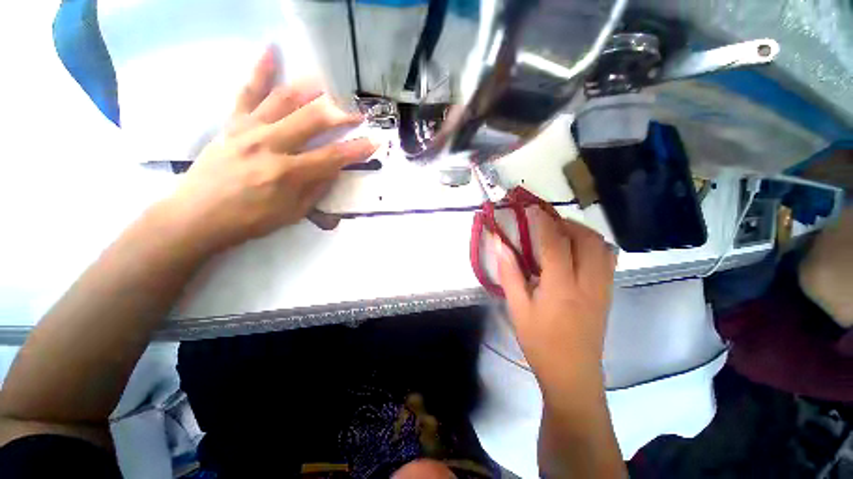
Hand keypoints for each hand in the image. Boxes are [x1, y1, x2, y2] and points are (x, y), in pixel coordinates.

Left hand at [160, 46, 377, 252]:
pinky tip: (271, 49)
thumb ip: (317, 189)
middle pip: (312, 120)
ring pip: (285, 100)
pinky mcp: (232, 123)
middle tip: (358, 110)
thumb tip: (334, 169)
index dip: (356, 150)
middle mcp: (270, 145)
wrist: (198, 215)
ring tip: (330, 84)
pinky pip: (247, 91)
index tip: (373, 142)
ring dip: (312, 89)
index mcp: (287, 173)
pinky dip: (260, 69)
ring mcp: (249, 129)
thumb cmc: (250, 220)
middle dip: (340, 114)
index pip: (332, 157)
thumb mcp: (293, 213)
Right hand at [495, 208, 616, 394]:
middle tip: (545, 221)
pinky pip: (607, 258)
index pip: (555, 243)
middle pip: (586, 239)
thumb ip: (509, 272)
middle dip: (565, 223)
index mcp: (561, 287)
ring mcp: (603, 287)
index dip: (543, 222)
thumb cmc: (540, 341)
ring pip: (601, 246)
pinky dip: (592, 245)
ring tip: (559, 232)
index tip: (532, 208)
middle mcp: (588, 282)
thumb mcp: (517, 307)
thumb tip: (500, 244)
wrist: (572, 373)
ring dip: (581, 232)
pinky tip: (574, 251)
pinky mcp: (608, 293)